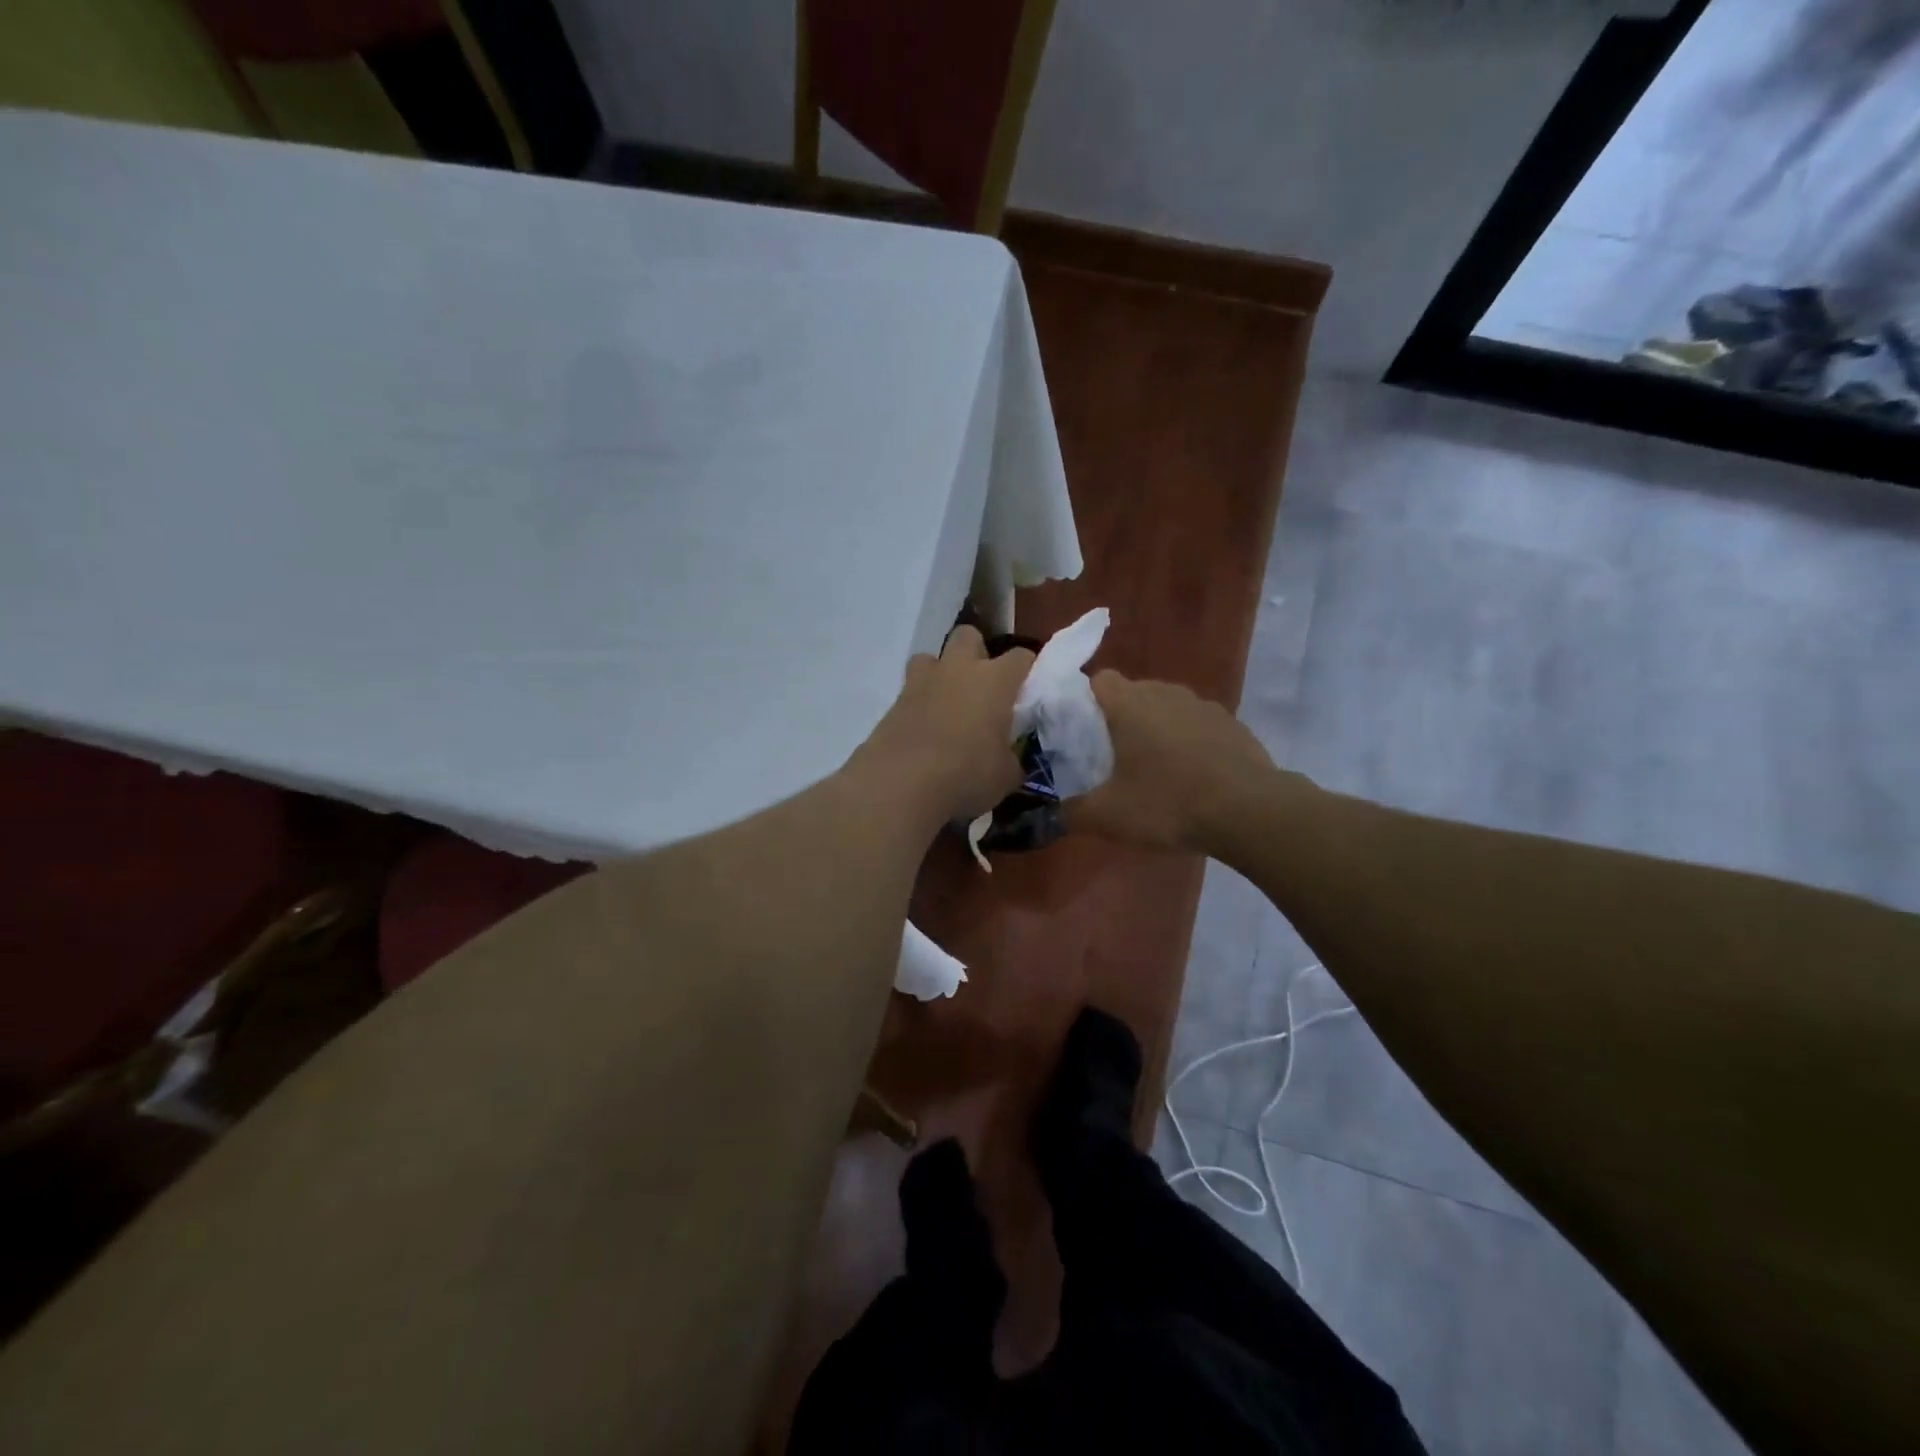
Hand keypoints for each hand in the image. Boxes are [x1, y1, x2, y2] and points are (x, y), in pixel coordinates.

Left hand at [860, 625, 1034, 823]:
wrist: (900, 784)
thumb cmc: (965, 775)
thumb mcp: (1005, 776)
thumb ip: (1011, 759)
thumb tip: (1009, 759)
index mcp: (994, 681)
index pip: (1021, 656)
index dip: (1027, 669)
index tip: (1027, 690)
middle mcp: (958, 670)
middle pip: (969, 636)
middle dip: (977, 653)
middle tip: (982, 687)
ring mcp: (921, 682)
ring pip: (931, 657)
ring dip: (941, 673)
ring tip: (947, 703)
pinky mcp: (894, 702)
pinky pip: (910, 691)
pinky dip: (919, 704)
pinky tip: (923, 730)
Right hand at [1067, 672, 1275, 852]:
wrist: (1249, 812)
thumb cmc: (1168, 803)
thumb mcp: (1109, 816)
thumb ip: (1072, 812)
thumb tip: (1051, 815)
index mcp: (1129, 704)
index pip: (1099, 680)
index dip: (1086, 701)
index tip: (1082, 733)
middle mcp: (1165, 693)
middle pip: (1133, 692)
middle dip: (1120, 718)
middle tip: (1113, 757)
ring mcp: (1203, 705)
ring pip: (1167, 707)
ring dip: (1157, 729)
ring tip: (1155, 768)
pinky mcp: (1232, 723)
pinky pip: (1197, 724)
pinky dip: (1189, 741)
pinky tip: (1192, 776)